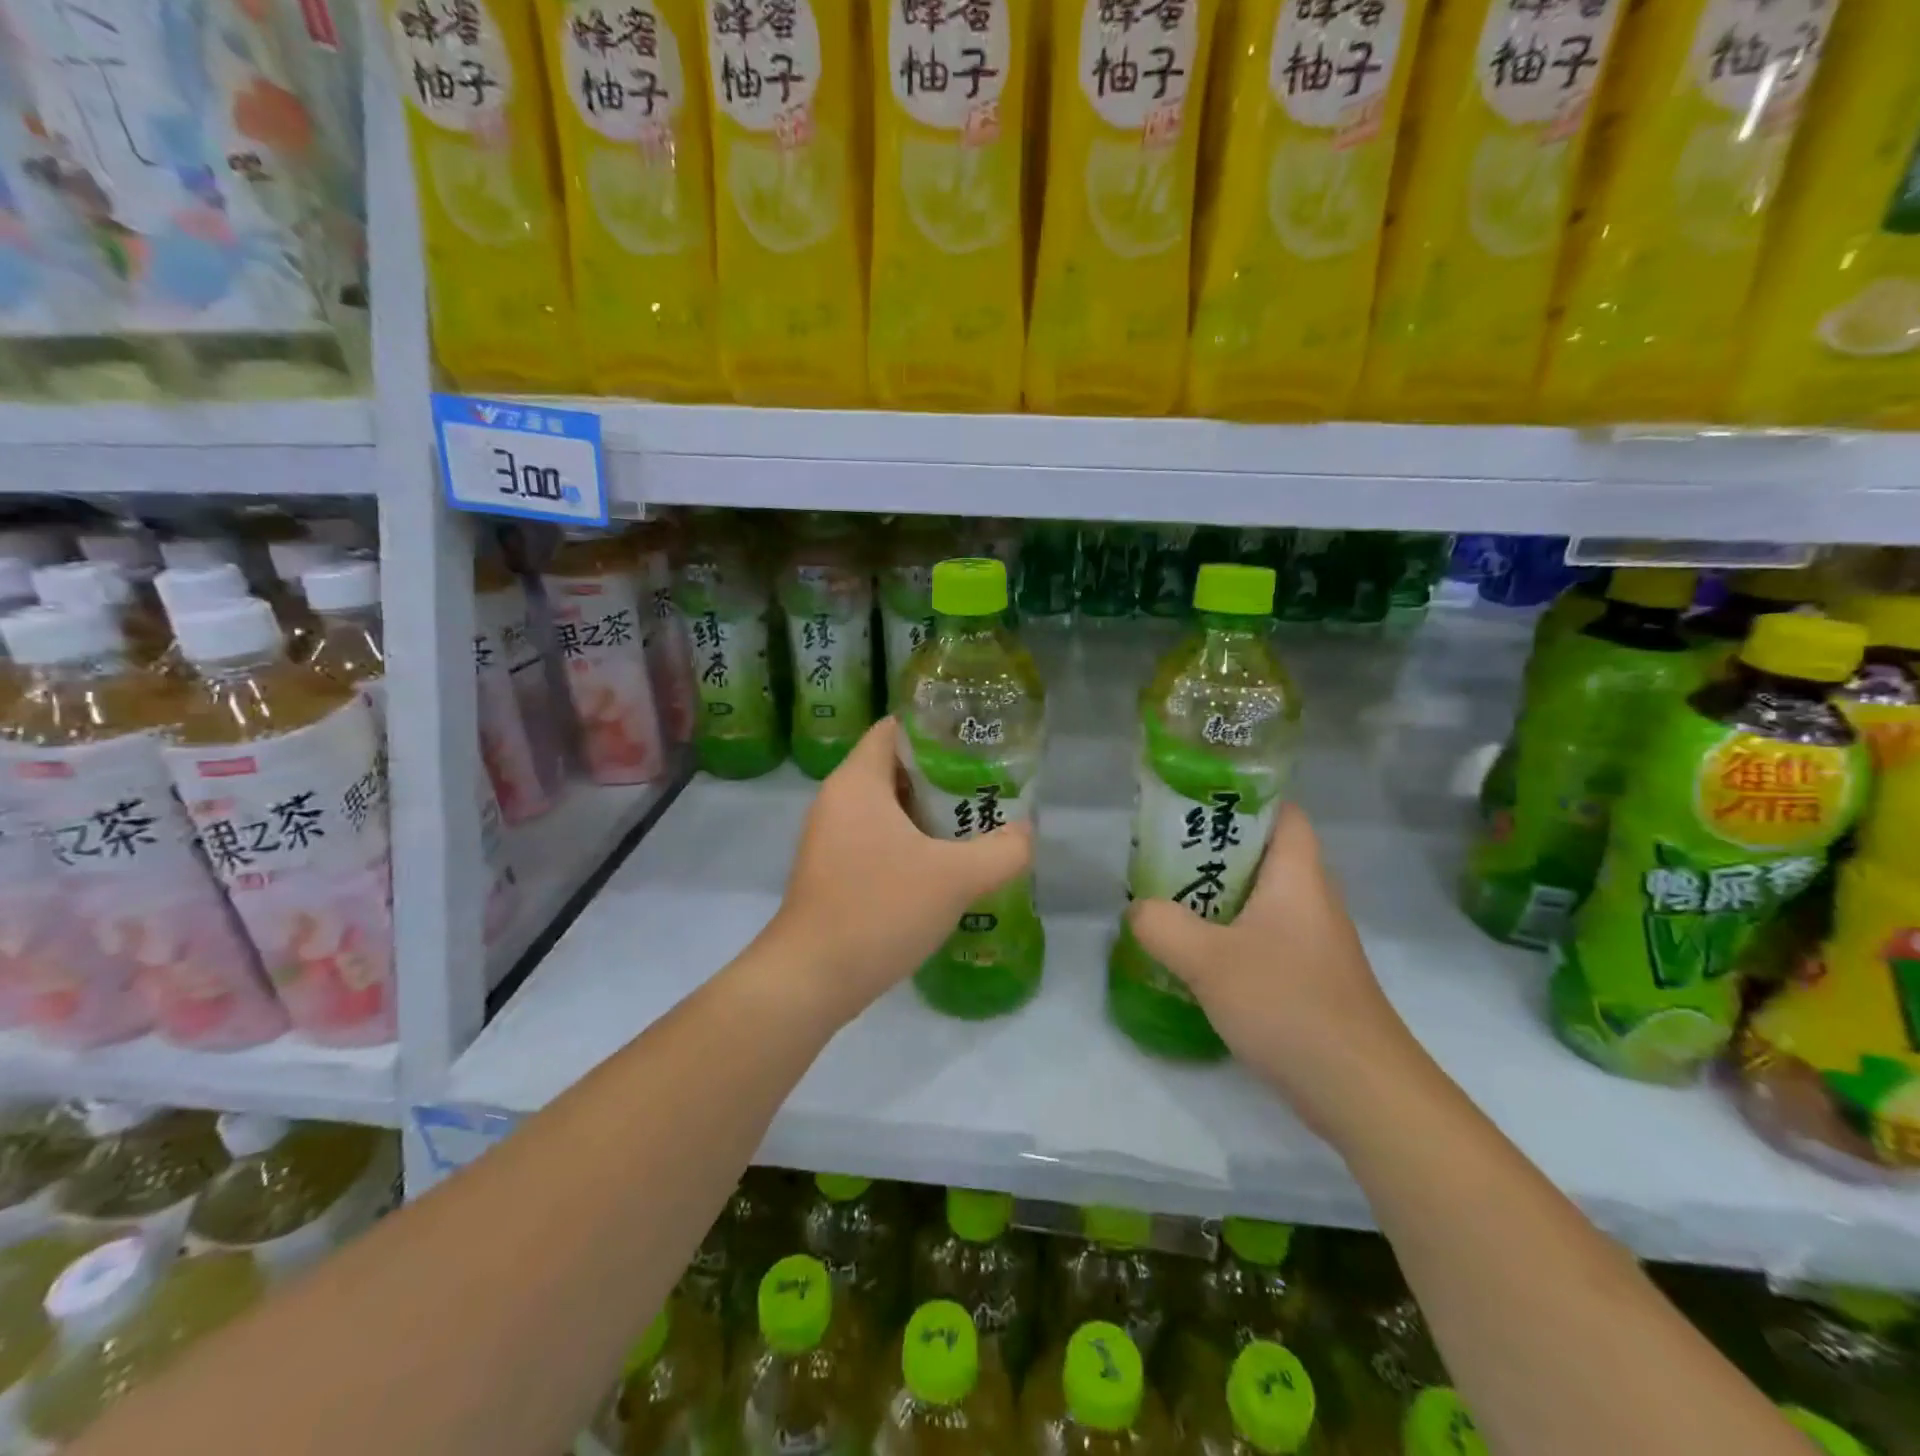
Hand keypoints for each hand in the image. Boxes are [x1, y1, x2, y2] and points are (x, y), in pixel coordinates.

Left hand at [767, 718, 1032, 1022]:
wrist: (811, 979)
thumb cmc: (880, 909)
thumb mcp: (955, 878)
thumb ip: (1003, 851)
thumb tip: (1026, 832)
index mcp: (858, 781)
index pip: (895, 728)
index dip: (937, 728)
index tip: (977, 742)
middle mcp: (837, 799)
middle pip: (895, 766)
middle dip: (942, 774)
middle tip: (987, 785)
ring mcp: (830, 836)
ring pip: (887, 806)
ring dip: (928, 812)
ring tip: (974, 822)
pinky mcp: (831, 869)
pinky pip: (876, 837)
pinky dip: (908, 840)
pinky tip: (942, 864)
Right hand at [1126, 804, 1419, 1137]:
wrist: (1361, 1091)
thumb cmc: (1288, 1004)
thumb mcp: (1208, 960)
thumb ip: (1162, 926)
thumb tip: (1138, 910)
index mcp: (1297, 876)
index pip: (1281, 813)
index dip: (1242, 800)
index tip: (1193, 806)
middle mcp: (1311, 899)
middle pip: (1264, 855)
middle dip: (1213, 851)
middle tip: (1164, 855)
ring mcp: (1314, 941)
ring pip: (1261, 899)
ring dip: (1218, 896)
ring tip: (1170, 899)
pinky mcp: (1310, 978)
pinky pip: (1264, 937)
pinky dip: (1231, 935)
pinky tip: (1198, 956)